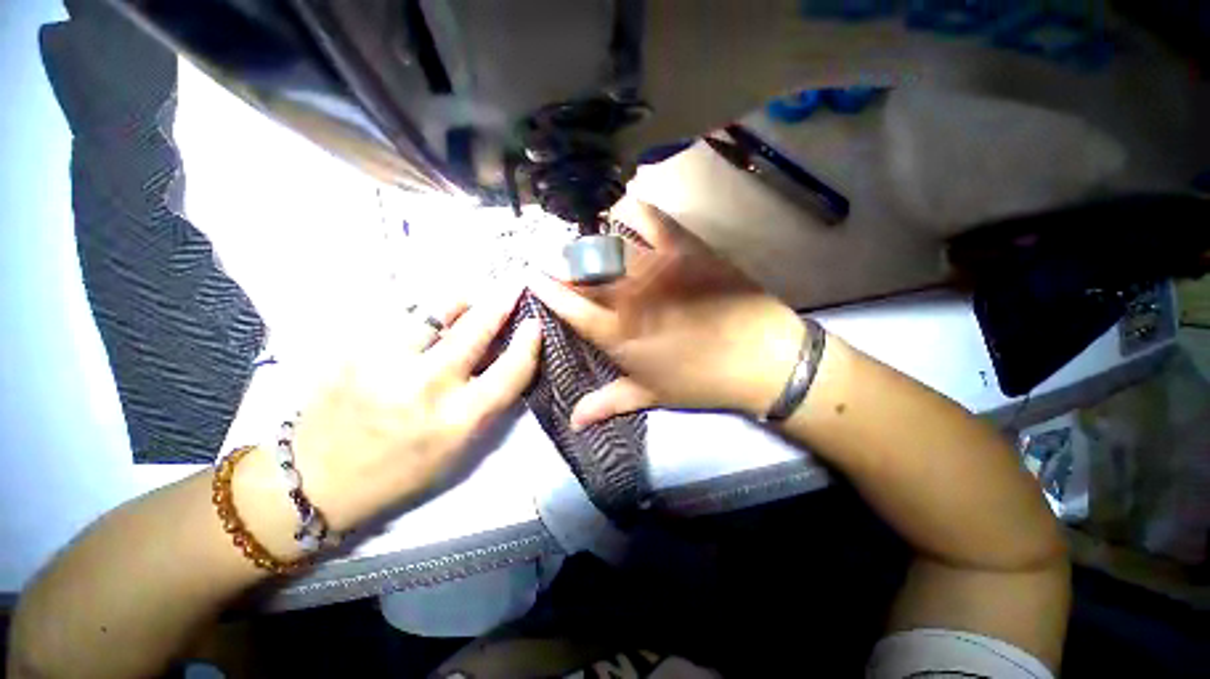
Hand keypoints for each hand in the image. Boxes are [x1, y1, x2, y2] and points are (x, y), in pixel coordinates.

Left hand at [261, 286, 540, 536]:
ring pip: (435, 312)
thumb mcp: (459, 449)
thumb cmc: (401, 471)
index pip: (510, 371)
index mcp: (458, 420)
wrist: (317, 480)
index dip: (529, 343)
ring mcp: (386, 364)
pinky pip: (400, 318)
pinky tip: (428, 317)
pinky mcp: (355, 351)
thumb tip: (505, 360)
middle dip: (501, 302)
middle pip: (477, 330)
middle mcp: (427, 387)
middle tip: (513, 286)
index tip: (535, 324)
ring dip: (461, 301)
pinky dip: (424, 313)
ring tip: (470, 297)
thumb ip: (488, 404)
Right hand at [528, 200, 804, 428]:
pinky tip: (620, 214)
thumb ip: (606, 403)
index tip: (532, 275)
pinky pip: (647, 215)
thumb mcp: (650, 396)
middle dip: (562, 261)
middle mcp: (629, 295)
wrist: (761, 358)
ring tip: (587, 242)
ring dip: (588, 239)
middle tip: (557, 259)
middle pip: (582, 268)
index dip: (546, 287)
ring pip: (607, 240)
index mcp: (617, 334)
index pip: (568, 304)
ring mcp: (656, 266)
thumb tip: (573, 422)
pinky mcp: (683, 246)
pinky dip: (628, 210)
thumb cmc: (700, 381)